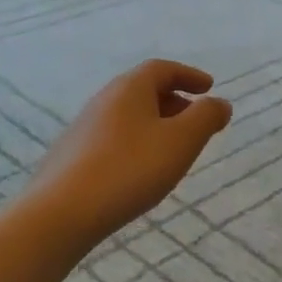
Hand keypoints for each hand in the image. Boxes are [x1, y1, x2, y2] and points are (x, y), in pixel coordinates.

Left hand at [27, 60, 231, 248]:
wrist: (62, 212)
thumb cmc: (130, 169)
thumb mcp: (181, 141)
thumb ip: (206, 118)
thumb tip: (219, 103)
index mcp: (130, 88)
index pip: (162, 68)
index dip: (189, 75)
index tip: (208, 87)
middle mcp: (104, 99)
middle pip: (143, 90)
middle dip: (174, 101)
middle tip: (195, 121)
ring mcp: (84, 127)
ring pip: (128, 115)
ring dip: (154, 124)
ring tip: (172, 149)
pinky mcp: (72, 155)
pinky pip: (113, 138)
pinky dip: (135, 143)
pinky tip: (140, 170)